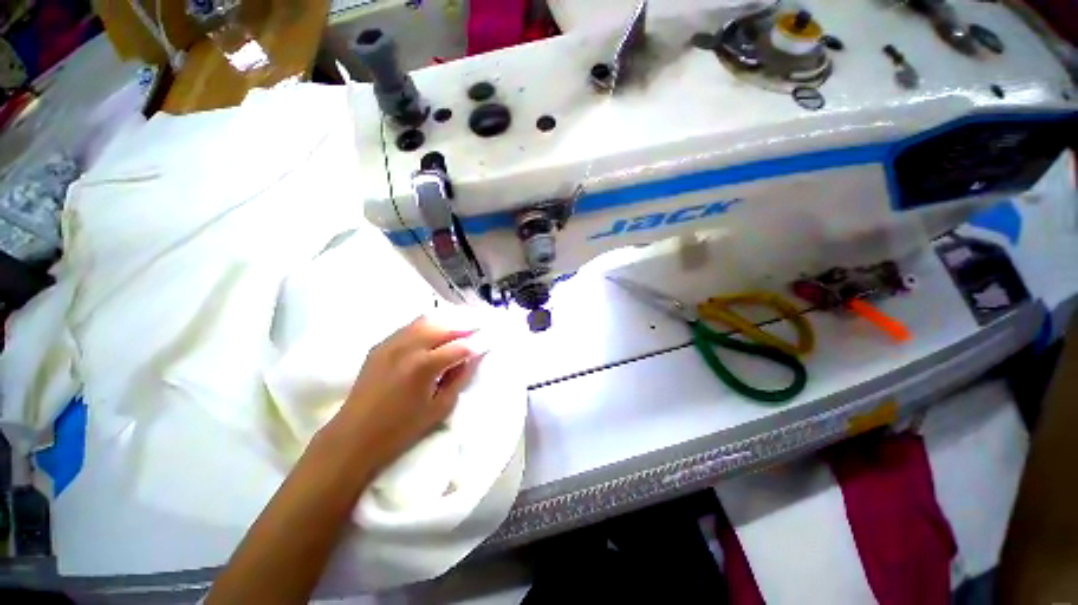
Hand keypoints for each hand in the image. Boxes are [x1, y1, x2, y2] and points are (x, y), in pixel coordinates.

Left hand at [329, 316, 480, 472]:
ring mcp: (391, 343)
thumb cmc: (401, 429)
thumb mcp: (440, 408)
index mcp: (424, 366)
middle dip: (465, 326)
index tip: (489, 342)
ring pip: (426, 320)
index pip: (460, 347)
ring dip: (447, 322)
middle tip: (480, 327)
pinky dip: (428, 325)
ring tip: (460, 326)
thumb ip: (460, 378)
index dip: (477, 344)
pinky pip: (410, 327)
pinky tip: (435, 332)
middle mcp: (408, 347)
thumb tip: (474, 357)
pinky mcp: (381, 345)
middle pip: (444, 326)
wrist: (354, 437)